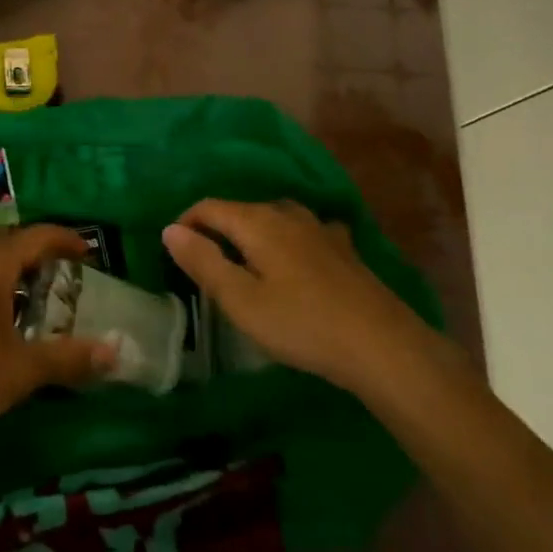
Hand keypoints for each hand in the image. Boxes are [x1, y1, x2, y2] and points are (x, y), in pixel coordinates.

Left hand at [0, 225, 114, 465]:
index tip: (87, 251)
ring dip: (9, 275)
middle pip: (7, 247)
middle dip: (37, 258)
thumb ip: (69, 358)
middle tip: (64, 281)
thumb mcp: (21, 372)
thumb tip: (115, 352)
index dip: (64, 240)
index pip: (34, 237)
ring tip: (31, 303)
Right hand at [162, 199, 428, 393]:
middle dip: (217, 230)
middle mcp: (287, 214)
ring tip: (245, 263)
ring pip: (274, 218)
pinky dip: (287, 240)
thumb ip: (204, 262)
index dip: (186, 223)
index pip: (209, 207)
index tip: (174, 250)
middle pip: (241, 210)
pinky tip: (295, 259)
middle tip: (204, 265)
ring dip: (252, 234)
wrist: (381, 344)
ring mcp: (320, 228)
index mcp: (258, 222)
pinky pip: (303, 232)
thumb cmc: (301, 324)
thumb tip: (170, 229)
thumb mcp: (241, 300)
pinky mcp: (343, 248)